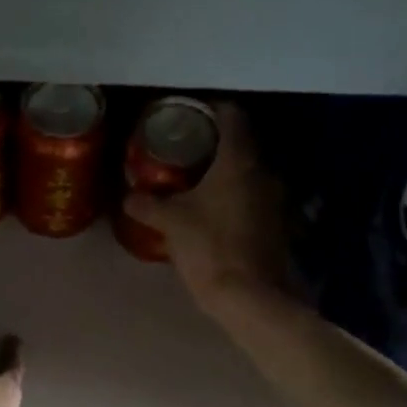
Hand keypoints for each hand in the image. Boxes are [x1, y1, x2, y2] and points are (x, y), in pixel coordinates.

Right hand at [122, 103, 287, 308]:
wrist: (250, 297)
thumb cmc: (209, 248)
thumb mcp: (171, 223)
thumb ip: (147, 204)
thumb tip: (128, 196)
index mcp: (239, 161)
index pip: (232, 115)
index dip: (211, 108)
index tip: (189, 114)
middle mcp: (264, 172)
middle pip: (240, 144)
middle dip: (214, 144)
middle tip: (184, 149)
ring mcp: (275, 200)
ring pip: (247, 173)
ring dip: (225, 173)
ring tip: (194, 181)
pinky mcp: (278, 225)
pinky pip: (253, 198)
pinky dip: (234, 198)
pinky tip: (213, 211)